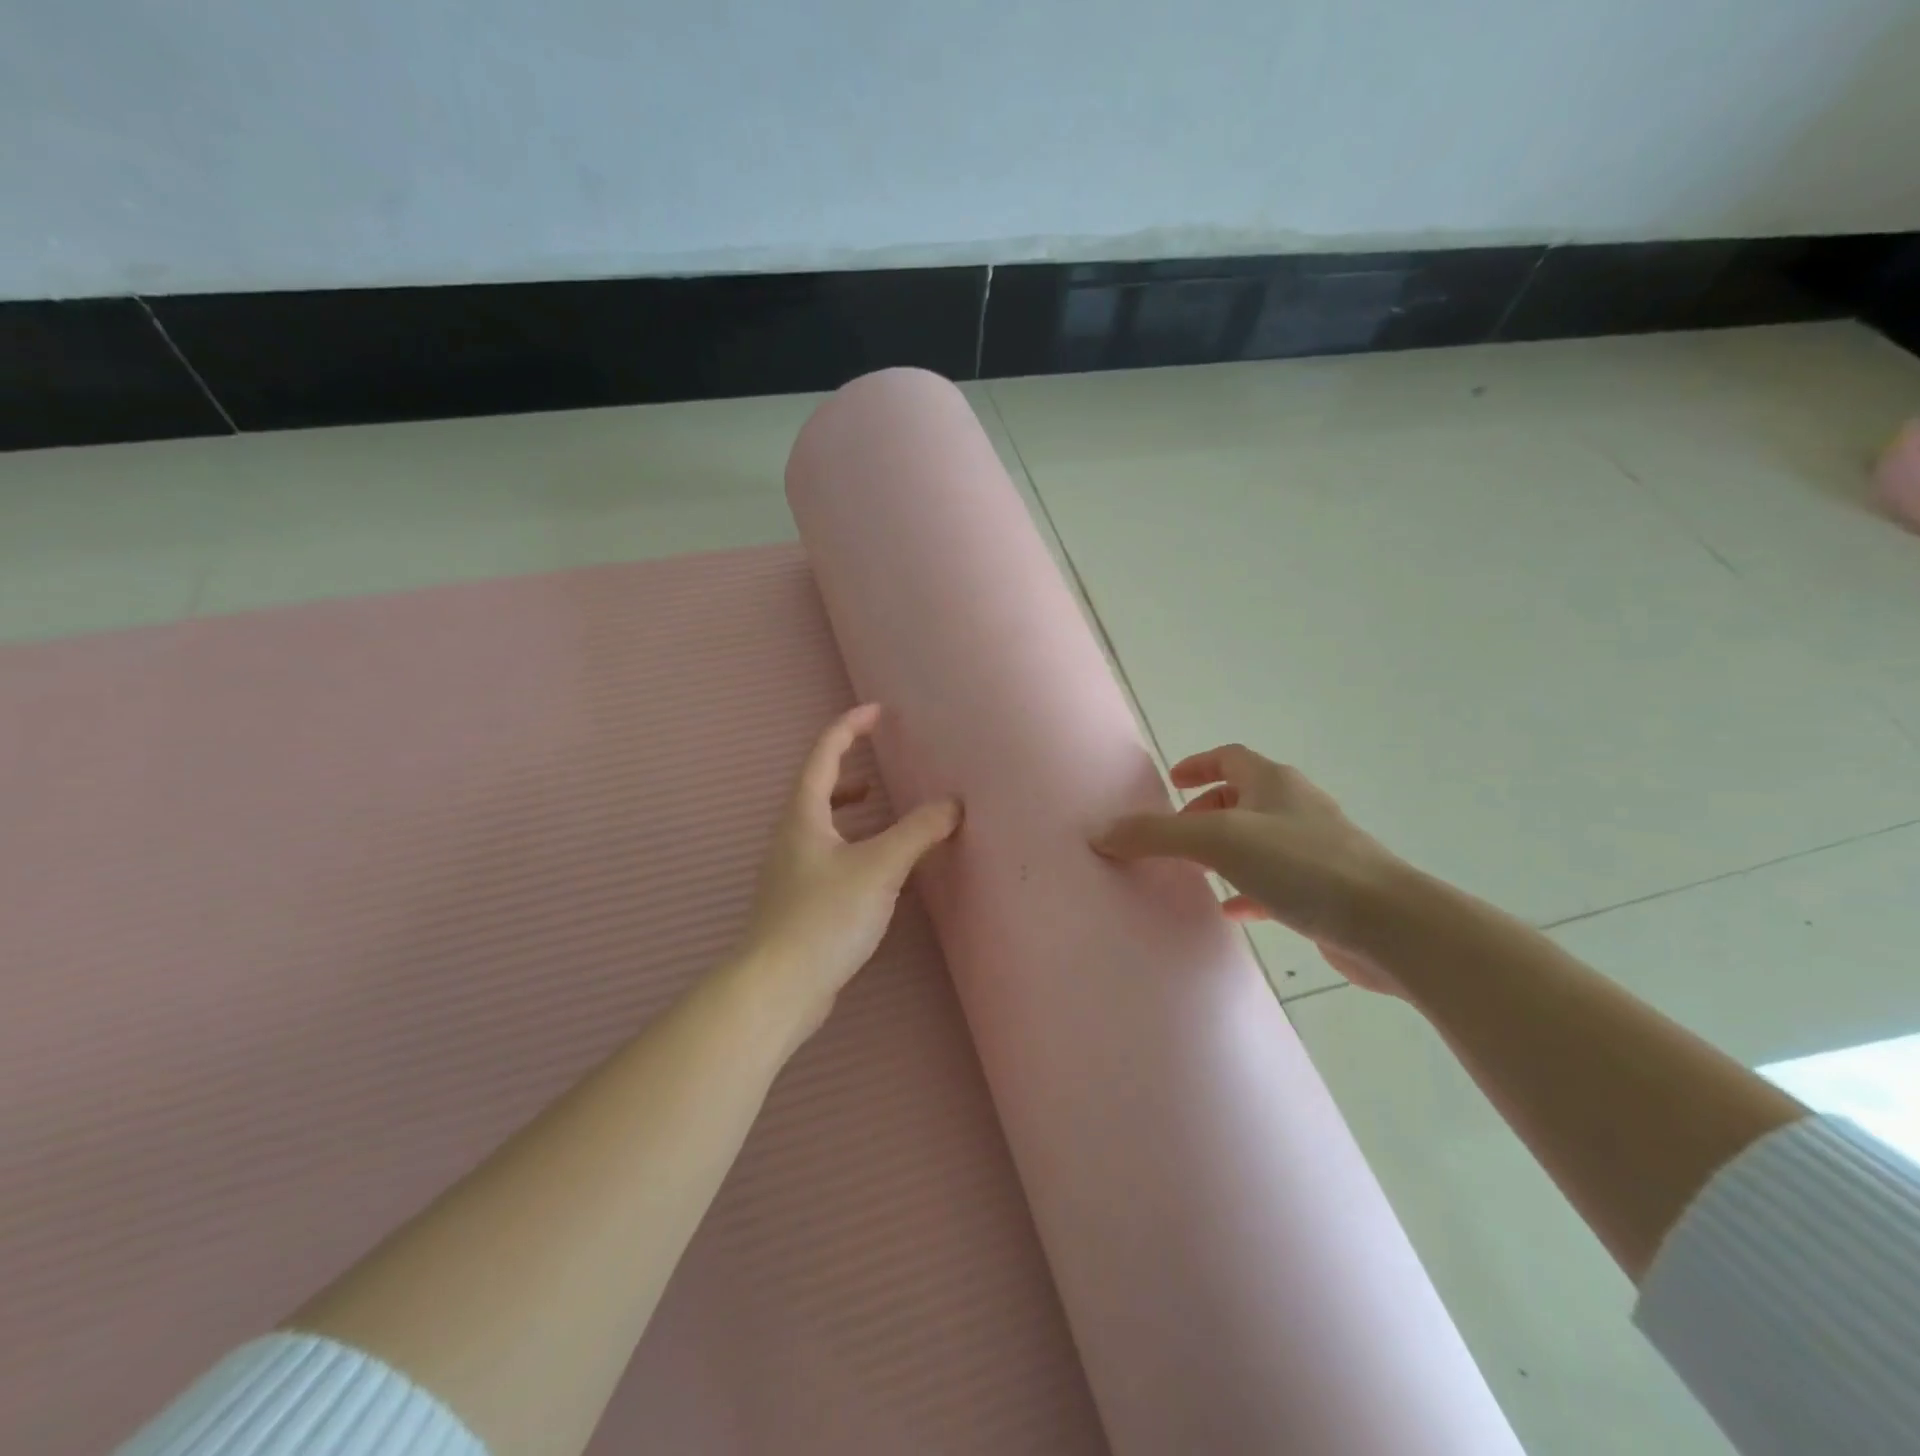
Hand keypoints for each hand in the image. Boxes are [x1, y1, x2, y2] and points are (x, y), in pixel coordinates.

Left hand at [734, 704, 961, 1039]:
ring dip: (847, 806)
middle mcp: (791, 837)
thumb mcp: (879, 867)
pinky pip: (827, 853)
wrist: (778, 987)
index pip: (823, 755)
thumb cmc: (825, 916)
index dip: (849, 727)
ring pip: (820, 822)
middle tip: (877, 760)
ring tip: (875, 802)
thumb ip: (918, 832)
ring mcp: (790, 871)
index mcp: (803, 816)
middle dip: (845, 766)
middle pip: (816, 787)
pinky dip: (851, 841)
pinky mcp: (798, 901)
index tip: (876, 712)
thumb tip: (952, 805)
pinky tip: (873, 866)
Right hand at [1093, 744, 1405, 993]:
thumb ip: (1157, 835)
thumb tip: (1102, 832)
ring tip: (1195, 873)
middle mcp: (1296, 809)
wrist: (1389, 924)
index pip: (1231, 758)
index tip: (1172, 781)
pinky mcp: (1326, 891)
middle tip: (1176, 835)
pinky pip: (1276, 882)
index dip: (1199, 764)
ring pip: (1259, 842)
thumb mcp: (1218, 841)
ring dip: (1226, 852)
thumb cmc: (1302, 865)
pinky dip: (1248, 889)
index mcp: (1274, 784)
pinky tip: (1233, 910)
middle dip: (1206, 812)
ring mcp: (1316, 851)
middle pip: (1244, 799)